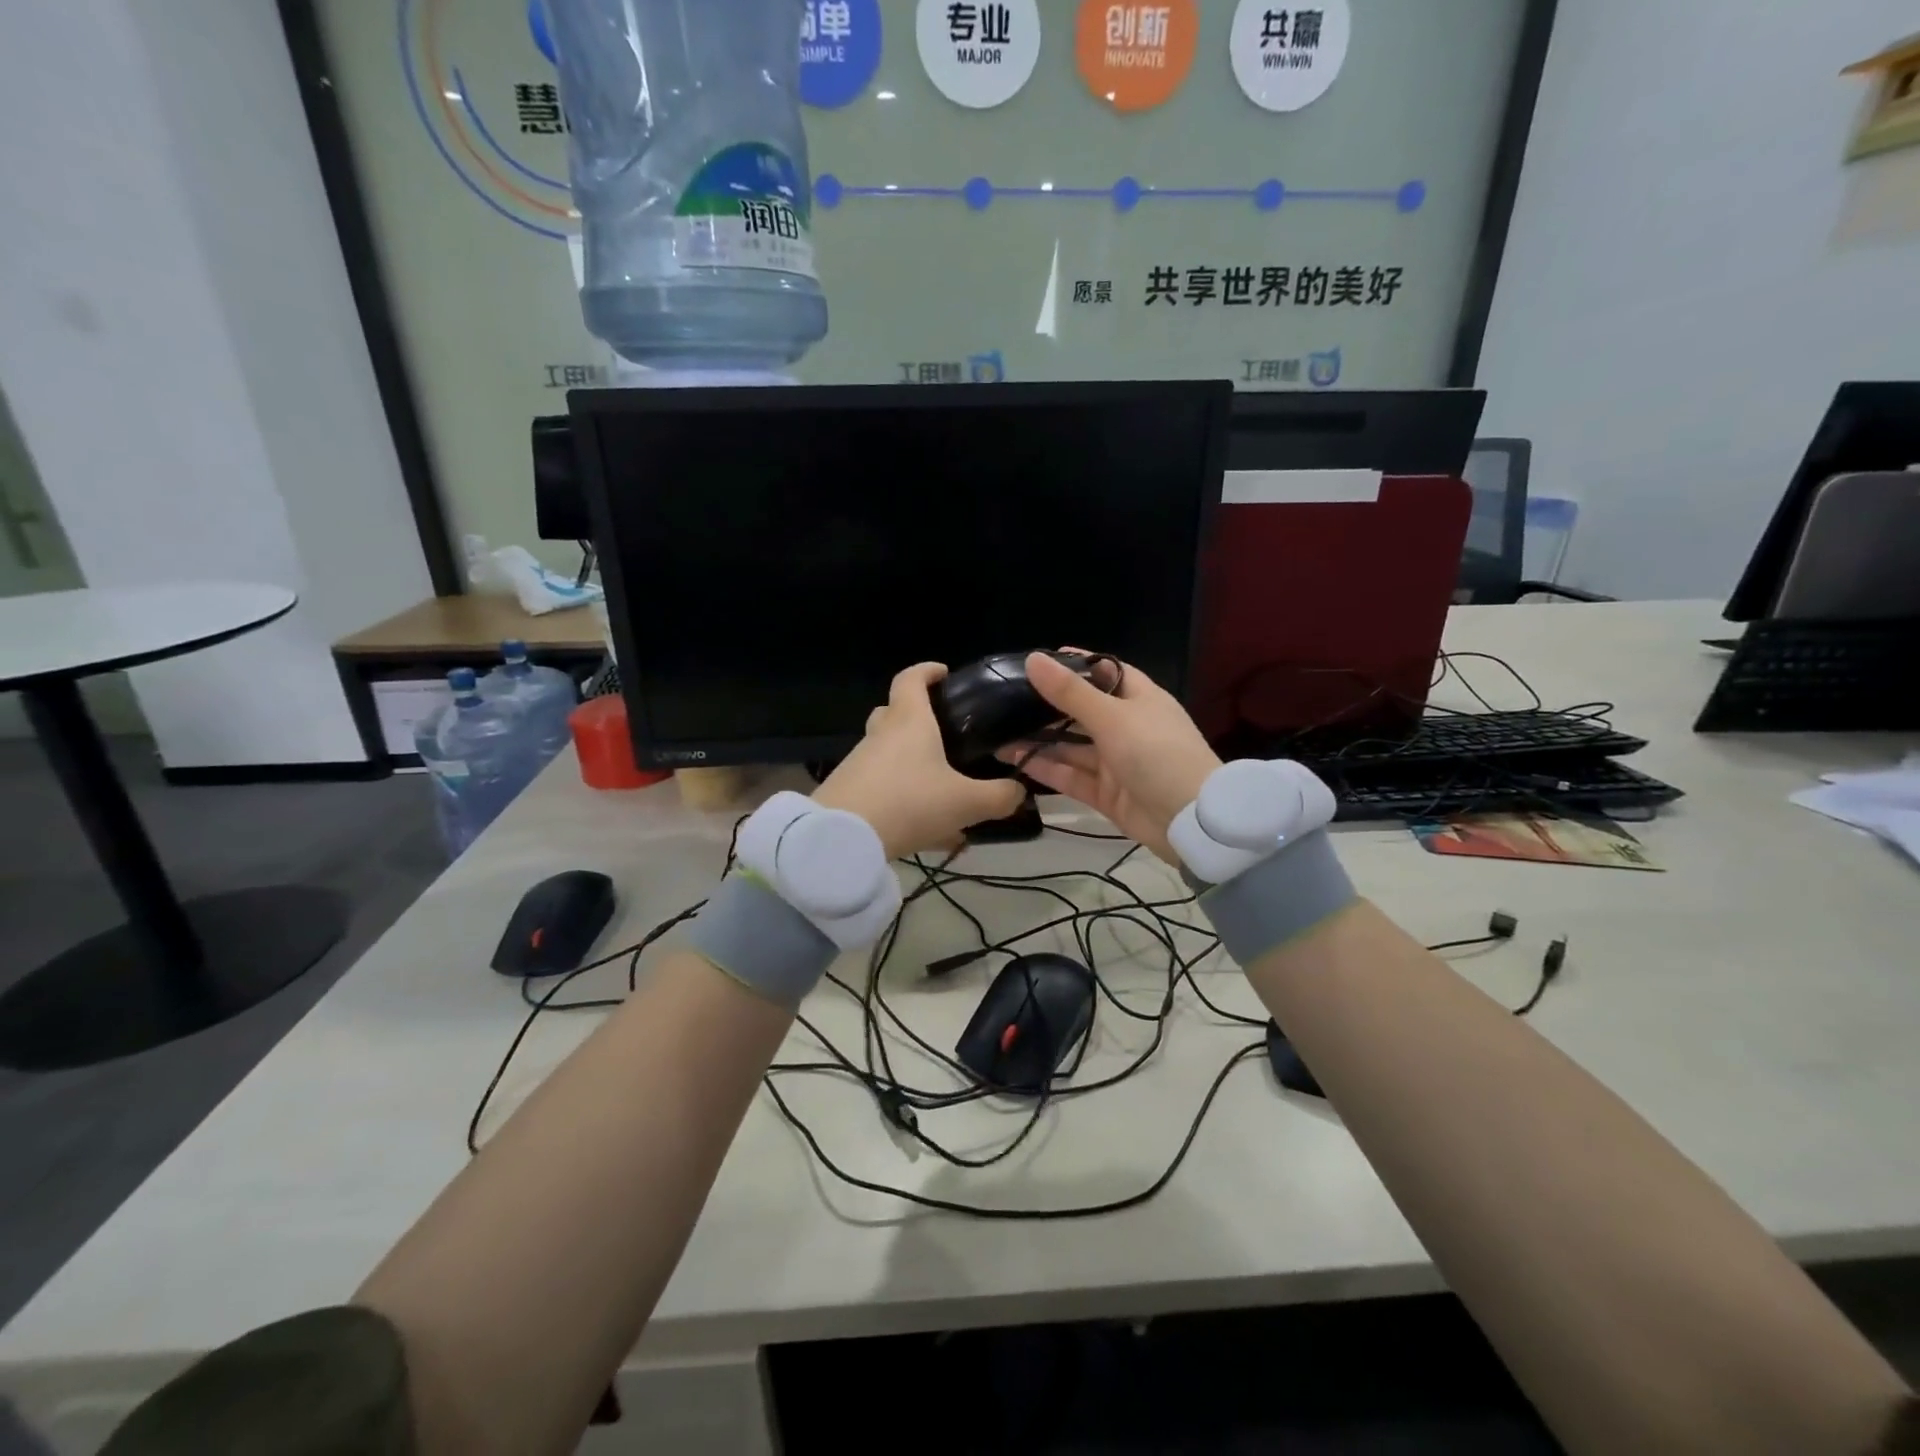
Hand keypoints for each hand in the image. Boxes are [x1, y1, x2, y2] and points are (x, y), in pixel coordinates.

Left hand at [813, 663, 1024, 858]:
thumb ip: (999, 796)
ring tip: (941, 792)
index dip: (927, 670)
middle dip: (916, 717)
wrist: (843, 839)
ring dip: (910, 764)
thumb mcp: (966, 803)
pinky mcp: (847, 791)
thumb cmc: (910, 803)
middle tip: (944, 735)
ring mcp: (860, 762)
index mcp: (909, 721)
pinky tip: (922, 827)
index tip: (943, 673)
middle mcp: (881, 734)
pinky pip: (880, 785)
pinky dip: (901, 795)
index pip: (912, 678)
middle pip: (893, 712)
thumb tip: (1019, 791)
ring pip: (887, 752)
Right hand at [999, 651, 1221, 863]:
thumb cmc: (1157, 754)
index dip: (1075, 664)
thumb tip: (1033, 659)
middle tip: (1007, 698)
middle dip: (1048, 706)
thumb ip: (1070, 692)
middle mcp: (1127, 727)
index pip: (1105, 672)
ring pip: (1072, 746)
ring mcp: (1116, 762)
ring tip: (998, 730)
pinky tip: (1013, 759)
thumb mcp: (1113, 717)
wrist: (1191, 822)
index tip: (1039, 660)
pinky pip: (1070, 775)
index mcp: (1140, 699)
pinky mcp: (1106, 793)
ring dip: (1039, 739)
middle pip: (1083, 710)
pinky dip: (1045, 768)